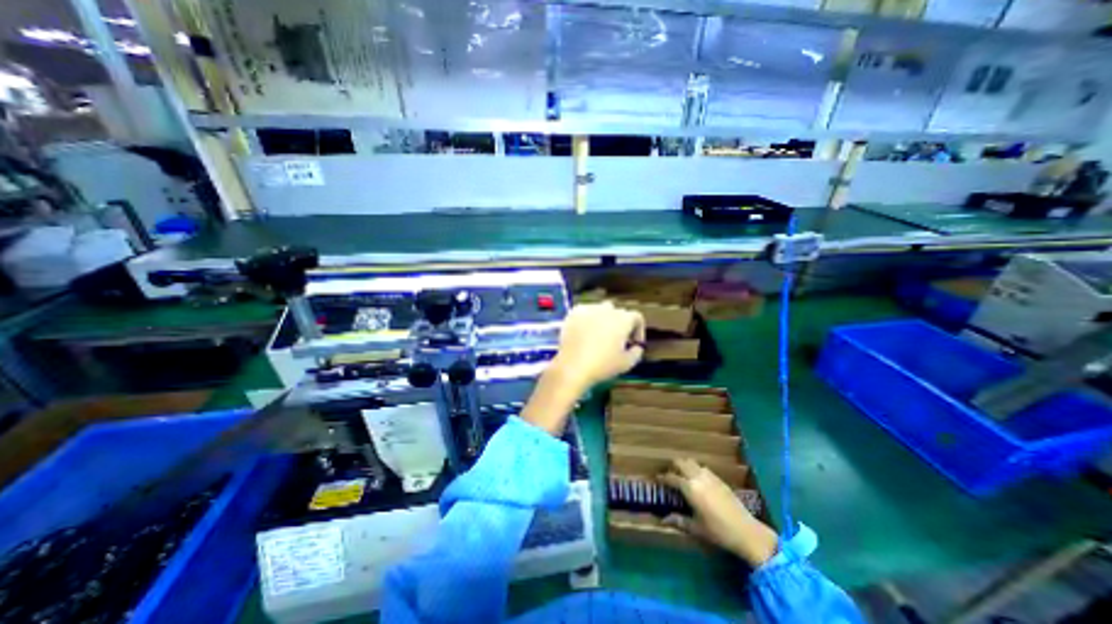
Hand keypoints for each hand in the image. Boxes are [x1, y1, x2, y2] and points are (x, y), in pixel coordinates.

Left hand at [550, 303, 649, 394]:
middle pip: (618, 313)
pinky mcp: (574, 312)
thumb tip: (636, 347)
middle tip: (616, 340)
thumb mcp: (627, 363)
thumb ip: (636, 352)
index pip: (637, 317)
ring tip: (599, 335)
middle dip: (620, 324)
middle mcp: (607, 309)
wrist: (573, 366)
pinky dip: (587, 320)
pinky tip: (584, 332)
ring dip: (603, 320)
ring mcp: (589, 309)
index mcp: (623, 319)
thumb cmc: (603, 365)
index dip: (638, 330)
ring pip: (601, 310)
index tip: (633, 343)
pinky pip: (585, 312)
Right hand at [654, 458, 775, 565]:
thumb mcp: (696, 528)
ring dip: (684, 465)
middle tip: (669, 475)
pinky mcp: (719, 478)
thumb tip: (663, 519)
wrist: (746, 531)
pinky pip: (703, 468)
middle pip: (680, 462)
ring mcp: (709, 476)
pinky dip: (696, 469)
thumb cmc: (718, 531)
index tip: (657, 479)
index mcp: (690, 488)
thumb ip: (679, 521)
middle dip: (673, 466)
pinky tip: (698, 480)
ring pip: (692, 462)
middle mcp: (697, 477)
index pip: (671, 477)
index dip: (662, 478)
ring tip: (682, 475)